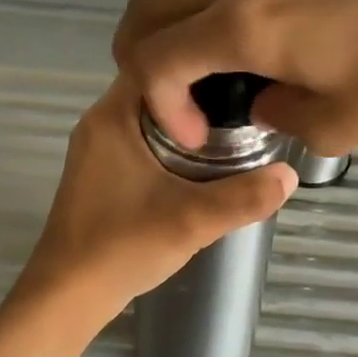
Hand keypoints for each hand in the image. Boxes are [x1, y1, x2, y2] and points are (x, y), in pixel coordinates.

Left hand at [19, 76, 297, 319]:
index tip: (239, 71)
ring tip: (233, 128)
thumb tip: (291, 174)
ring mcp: (97, 149)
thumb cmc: (121, 246)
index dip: (197, 61)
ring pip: (150, 117)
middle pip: (157, 89)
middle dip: (199, 94)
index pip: (156, 60)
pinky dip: (171, 144)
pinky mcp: (100, 174)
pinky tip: (201, 164)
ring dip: (186, 123)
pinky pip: (142, 141)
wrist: (67, 296)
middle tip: (246, 101)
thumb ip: (243, 197)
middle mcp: (99, 123)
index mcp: (112, 116)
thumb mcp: (191, 220)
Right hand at [113, 0, 357, 154]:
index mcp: (244, 25)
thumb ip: (276, 116)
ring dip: (165, 7)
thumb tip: (258, 102)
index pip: (158, 57)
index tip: (197, 135)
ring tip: (187, 48)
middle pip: (151, 1)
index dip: (159, 103)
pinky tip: (230, 20)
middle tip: (169, 95)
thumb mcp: (335, 125)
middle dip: (140, 52)